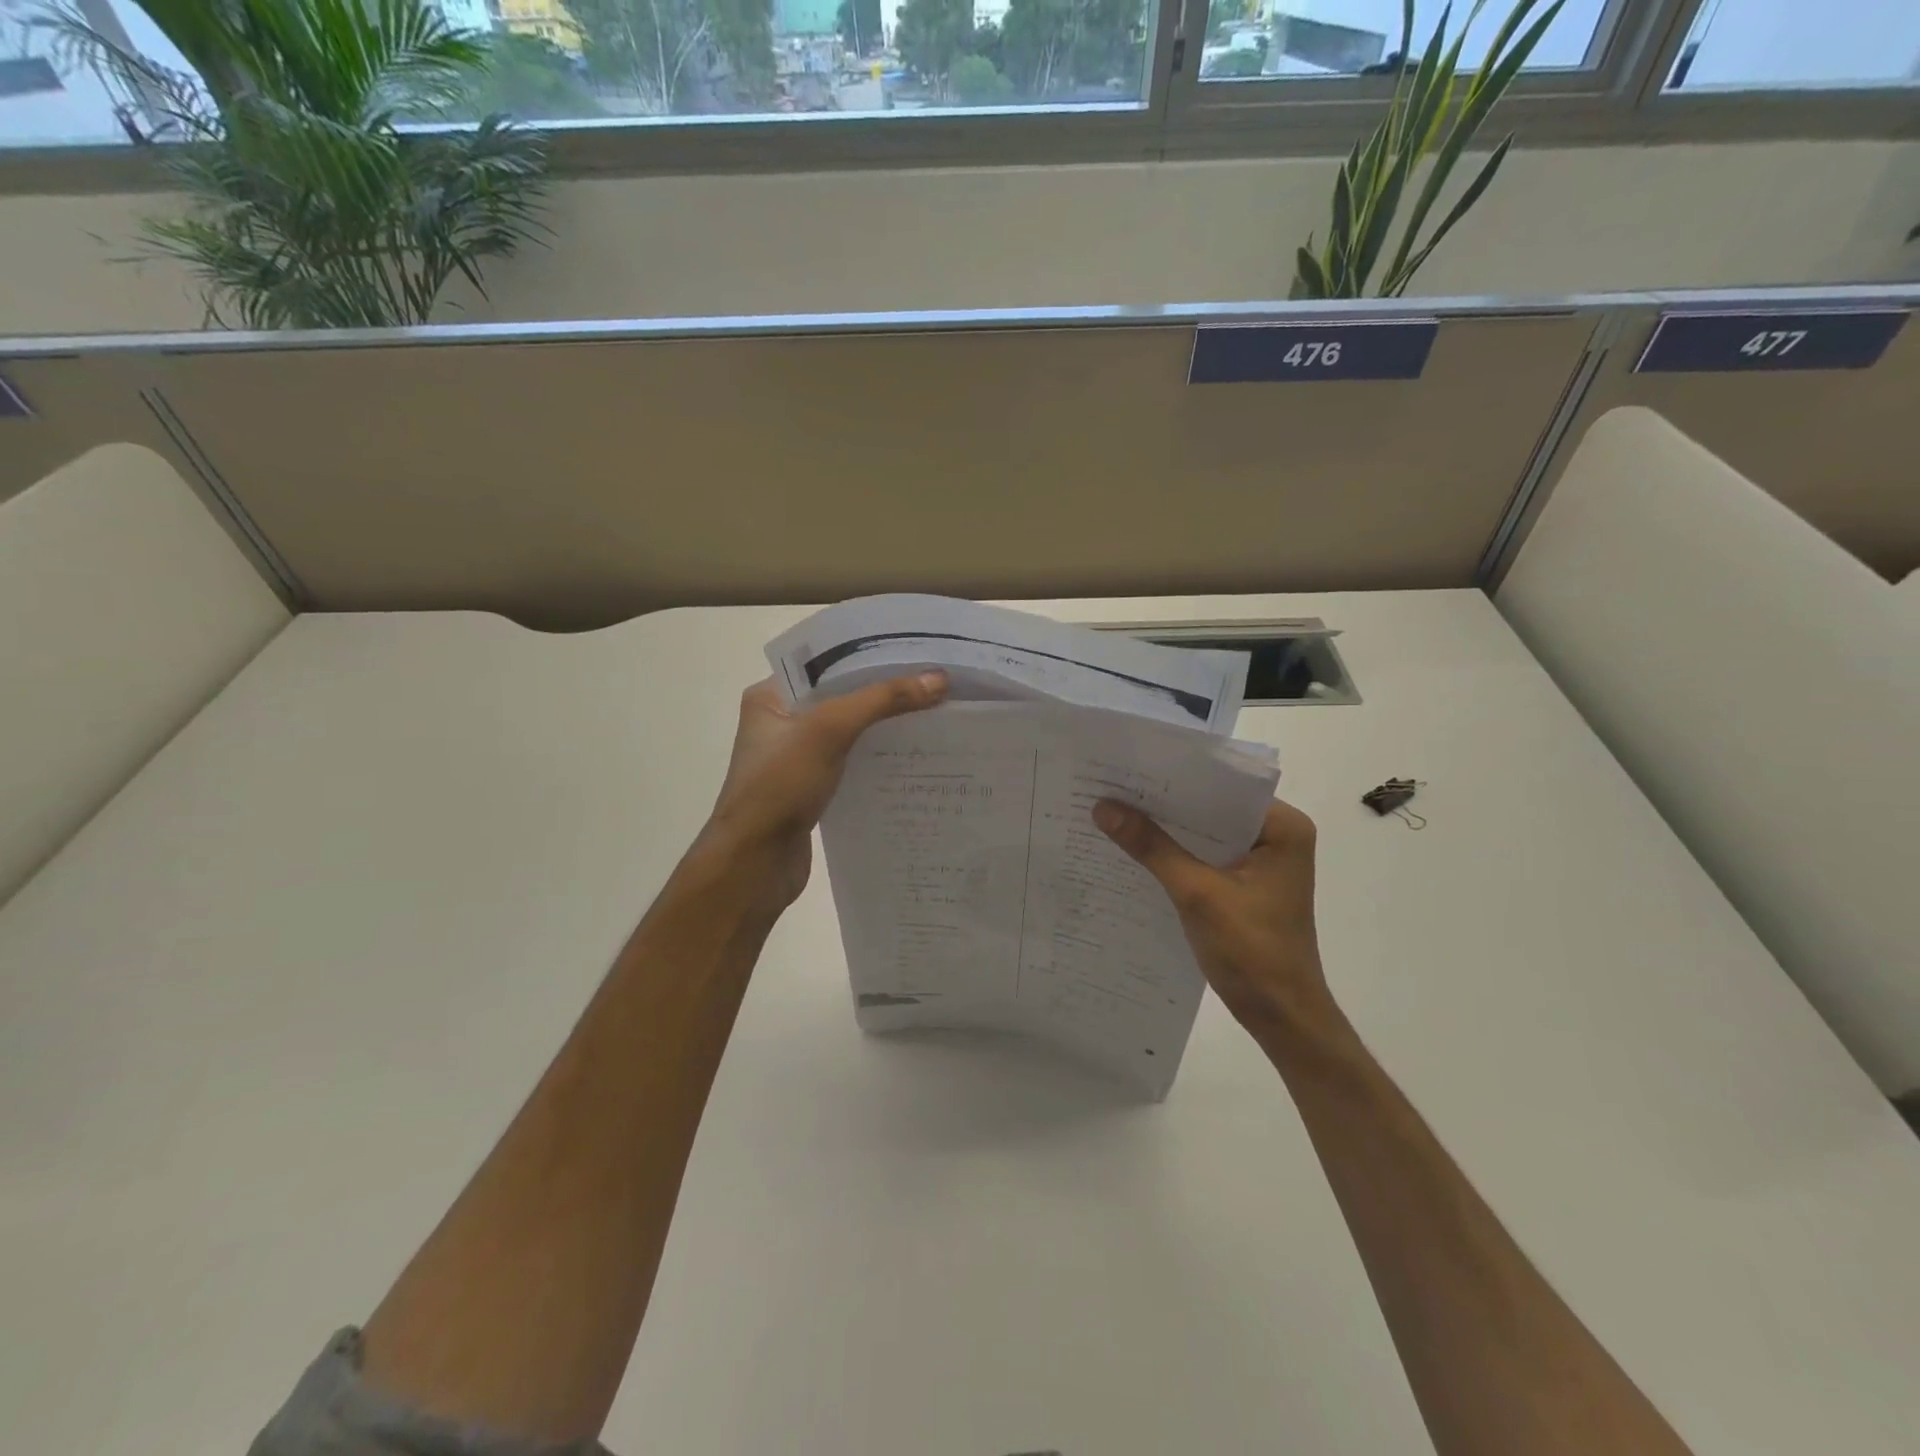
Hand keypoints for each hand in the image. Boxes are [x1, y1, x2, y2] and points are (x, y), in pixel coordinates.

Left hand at [701, 672, 948, 907]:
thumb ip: (882, 700)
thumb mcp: (829, 730)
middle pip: (841, 696)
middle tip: (935, 681)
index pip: (826, 663)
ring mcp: (796, 758)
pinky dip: (877, 757)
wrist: (754, 864)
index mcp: (771, 696)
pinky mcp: (811, 789)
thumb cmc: (780, 785)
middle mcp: (781, 722)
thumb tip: (939, 678)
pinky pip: (851, 762)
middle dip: (884, 690)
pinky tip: (913, 755)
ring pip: (849, 731)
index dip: (869, 655)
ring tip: (934, 713)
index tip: (916, 650)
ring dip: (884, 726)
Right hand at [1093, 797, 1331, 1031]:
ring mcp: (1261, 861)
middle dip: (1165, 803)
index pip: (1222, 785)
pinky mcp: (1245, 884)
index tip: (1129, 767)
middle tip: (1111, 785)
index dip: (1175, 776)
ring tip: (1114, 810)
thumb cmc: (1251, 950)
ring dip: (1166, 829)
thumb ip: (1151, 847)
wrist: (1281, 1017)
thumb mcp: (1197, 893)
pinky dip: (1174, 854)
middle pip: (1211, 808)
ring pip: (1204, 833)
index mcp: (1282, 827)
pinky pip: (1204, 856)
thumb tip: (1102, 807)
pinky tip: (1135, 849)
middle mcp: (1276, 835)